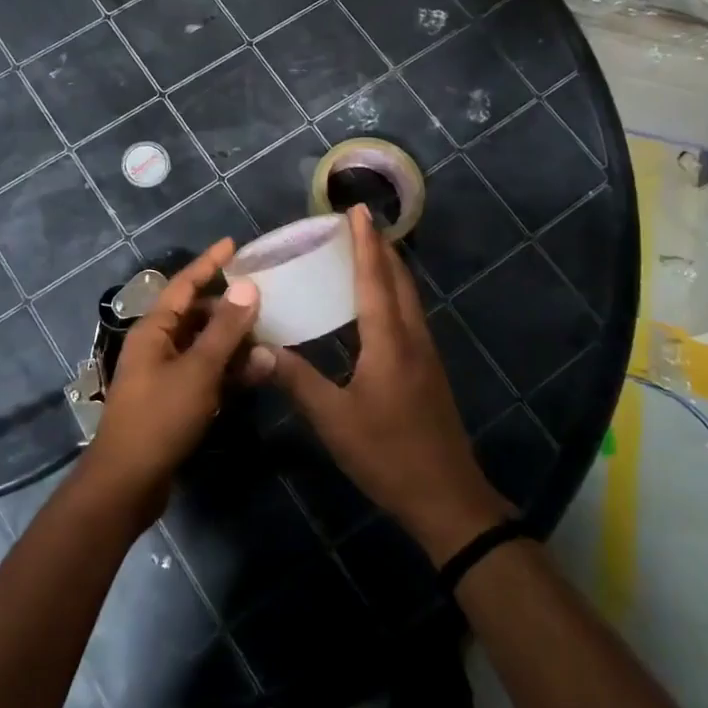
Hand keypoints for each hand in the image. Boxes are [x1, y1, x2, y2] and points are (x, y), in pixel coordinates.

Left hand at [85, 240, 269, 523]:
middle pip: (197, 315)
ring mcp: (166, 374)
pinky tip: (260, 371)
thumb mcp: (197, 370)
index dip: (209, 263)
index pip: (184, 284)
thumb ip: (224, 330)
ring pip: (206, 346)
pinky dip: (230, 370)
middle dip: (231, 308)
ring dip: (236, 342)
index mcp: (154, 329)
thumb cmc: (159, 418)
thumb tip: (247, 287)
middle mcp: (158, 345)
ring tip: (272, 336)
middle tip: (267, 300)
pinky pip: (207, 374)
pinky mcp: (176, 401)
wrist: (128, 482)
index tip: (233, 244)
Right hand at [269, 206, 512, 565]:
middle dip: (380, 248)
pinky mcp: (428, 370)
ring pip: (408, 297)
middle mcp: (411, 338)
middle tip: (357, 224)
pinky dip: (392, 295)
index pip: (375, 280)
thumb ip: (298, 380)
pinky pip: (409, 316)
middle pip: (399, 280)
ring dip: (389, 269)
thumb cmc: (387, 454)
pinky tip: (377, 305)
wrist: (446, 497)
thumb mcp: (334, 420)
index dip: (365, 244)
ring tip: (366, 252)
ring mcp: (425, 354)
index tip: (358, 211)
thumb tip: (260, 349)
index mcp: (389, 342)